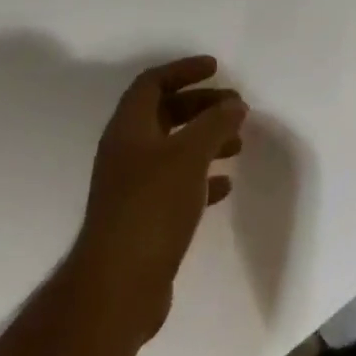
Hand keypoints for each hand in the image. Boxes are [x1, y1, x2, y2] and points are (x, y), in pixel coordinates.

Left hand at [75, 57, 246, 341]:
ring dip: (205, 140)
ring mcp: (132, 187)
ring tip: (238, 144)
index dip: (183, 70)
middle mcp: (126, 152)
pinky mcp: (143, 218)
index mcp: (128, 129)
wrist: (118, 287)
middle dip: (201, 106)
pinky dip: (201, 177)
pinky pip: (176, 184)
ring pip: (173, 149)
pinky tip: (225, 184)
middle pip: (164, 113)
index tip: (216, 68)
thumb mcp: (189, 156)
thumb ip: (215, 124)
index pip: (152, 83)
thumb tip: (235, 104)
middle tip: (235, 107)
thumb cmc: (152, 207)